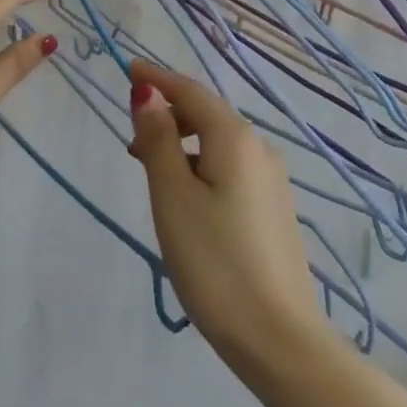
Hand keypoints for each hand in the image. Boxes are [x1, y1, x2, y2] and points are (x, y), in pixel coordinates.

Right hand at [125, 59, 330, 370]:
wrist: (279, 338)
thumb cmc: (215, 262)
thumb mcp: (173, 197)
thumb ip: (159, 141)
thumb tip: (147, 94)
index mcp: (234, 138)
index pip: (191, 91)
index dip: (157, 78)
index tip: (128, 68)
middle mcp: (259, 148)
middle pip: (208, 114)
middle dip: (169, 115)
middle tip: (132, 142)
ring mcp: (272, 180)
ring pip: (219, 144)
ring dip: (184, 144)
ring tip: (154, 174)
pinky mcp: (275, 208)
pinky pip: (232, 168)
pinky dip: (203, 166)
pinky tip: (188, 199)